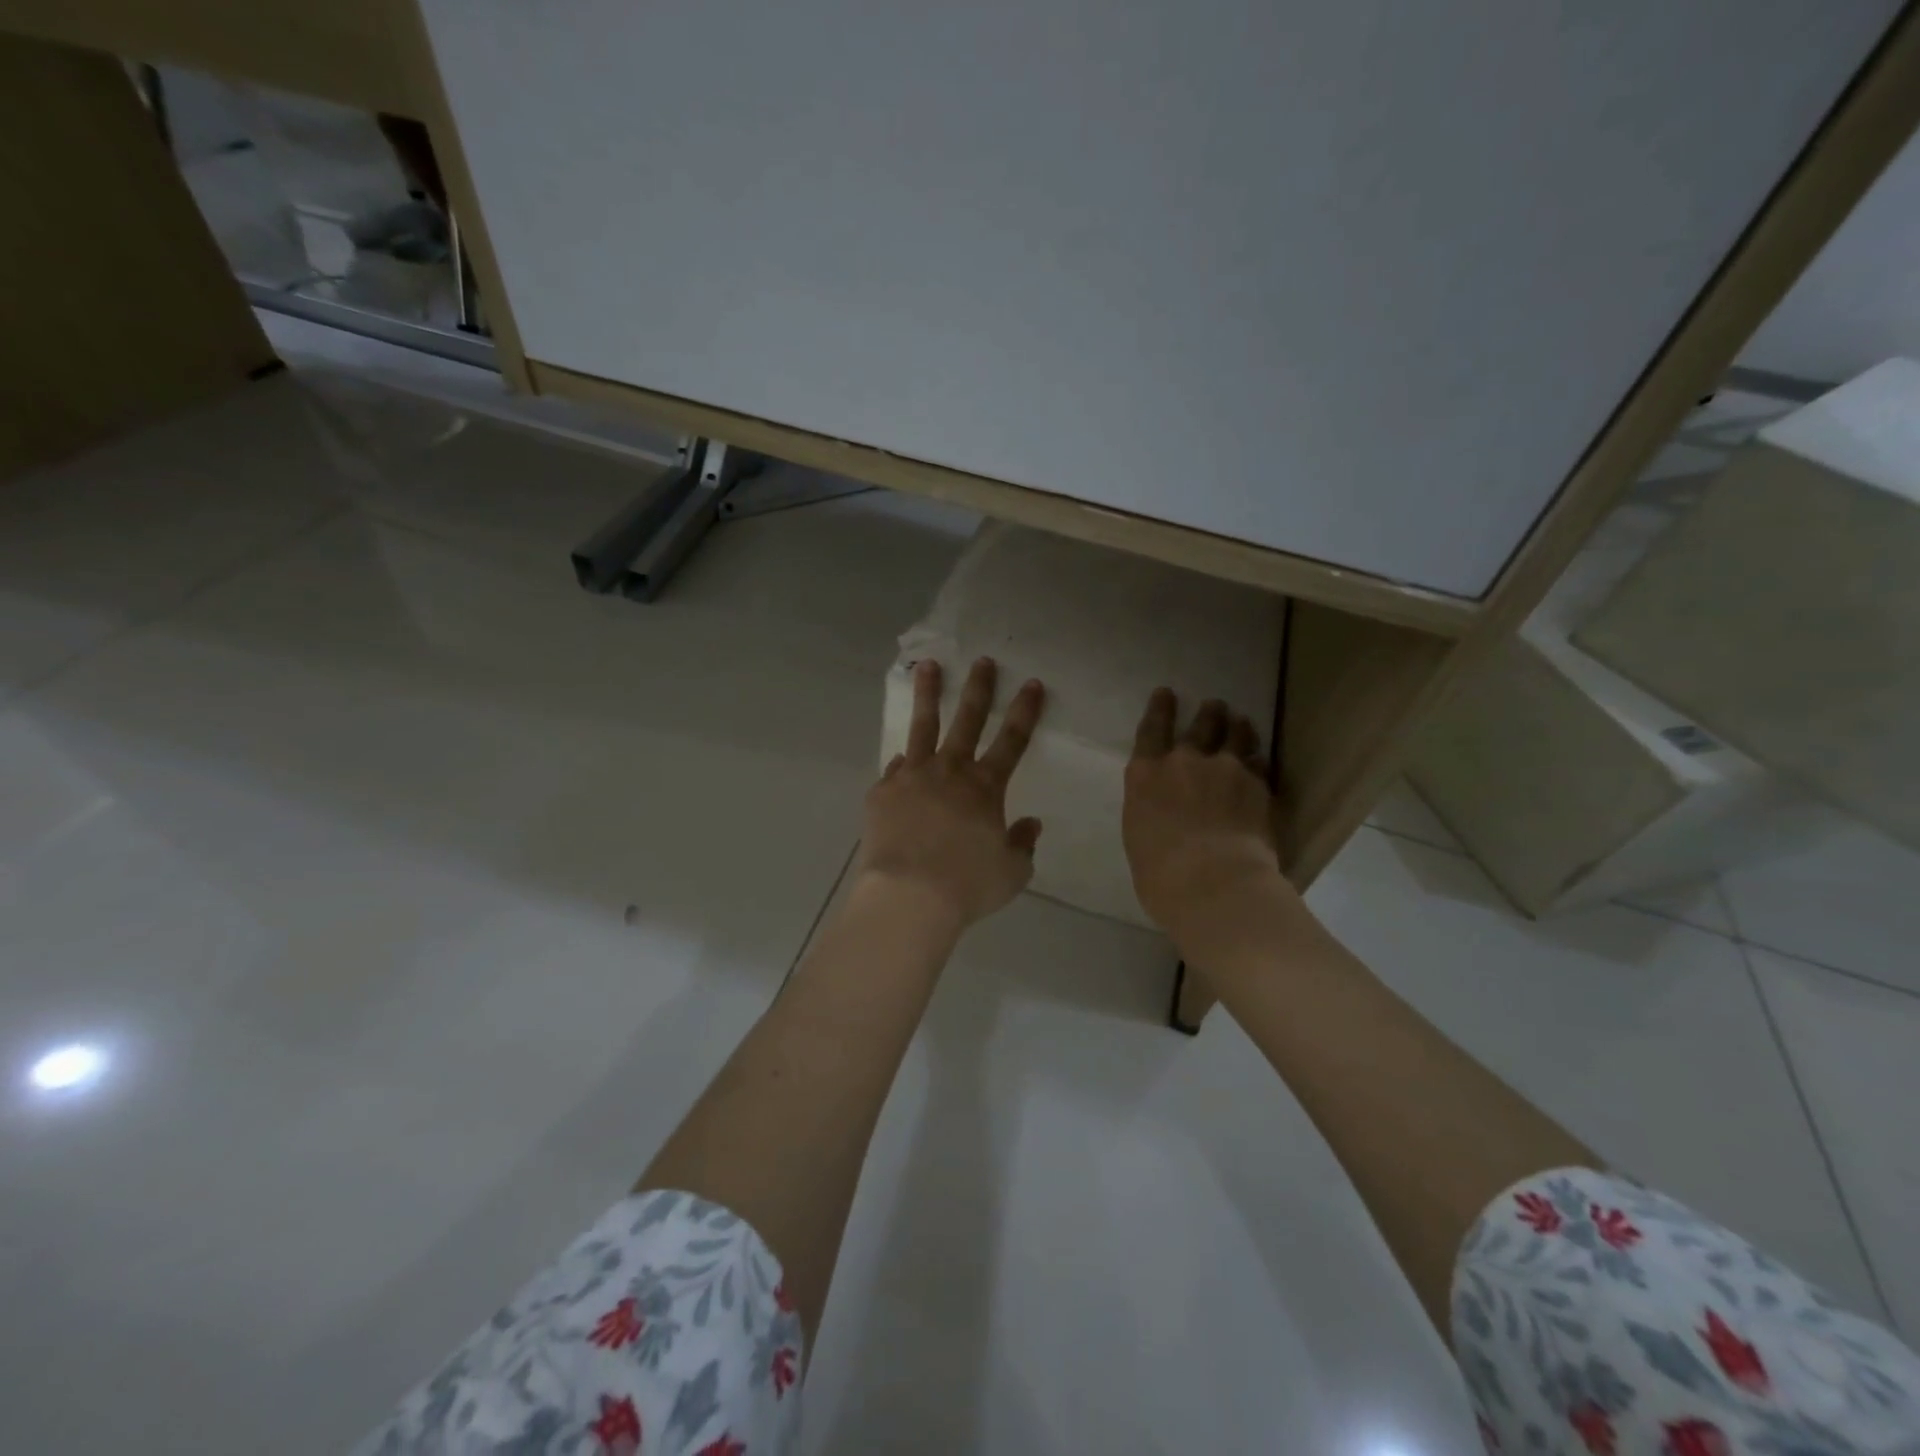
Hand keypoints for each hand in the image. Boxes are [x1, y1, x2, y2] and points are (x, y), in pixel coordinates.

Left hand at [858, 657, 1045, 932]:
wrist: (908, 896)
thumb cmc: (967, 886)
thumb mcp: (1012, 872)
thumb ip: (1023, 844)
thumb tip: (1030, 823)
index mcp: (985, 787)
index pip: (1012, 740)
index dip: (1025, 711)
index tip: (1032, 683)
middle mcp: (950, 771)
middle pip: (967, 720)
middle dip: (979, 688)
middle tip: (983, 661)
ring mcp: (912, 777)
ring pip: (922, 726)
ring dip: (928, 694)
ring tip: (928, 667)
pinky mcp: (882, 792)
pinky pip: (894, 770)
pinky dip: (902, 764)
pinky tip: (901, 761)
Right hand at [1123, 690, 1288, 948]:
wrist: (1214, 884)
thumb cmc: (1161, 876)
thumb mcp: (1139, 838)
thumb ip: (1151, 814)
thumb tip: (1165, 814)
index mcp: (1145, 775)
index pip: (1151, 730)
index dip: (1159, 709)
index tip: (1166, 693)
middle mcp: (1184, 762)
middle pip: (1200, 726)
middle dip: (1208, 713)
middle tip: (1214, 705)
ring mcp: (1225, 770)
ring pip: (1236, 736)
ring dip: (1238, 727)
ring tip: (1242, 722)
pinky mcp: (1258, 786)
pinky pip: (1260, 764)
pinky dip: (1258, 760)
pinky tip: (1260, 761)